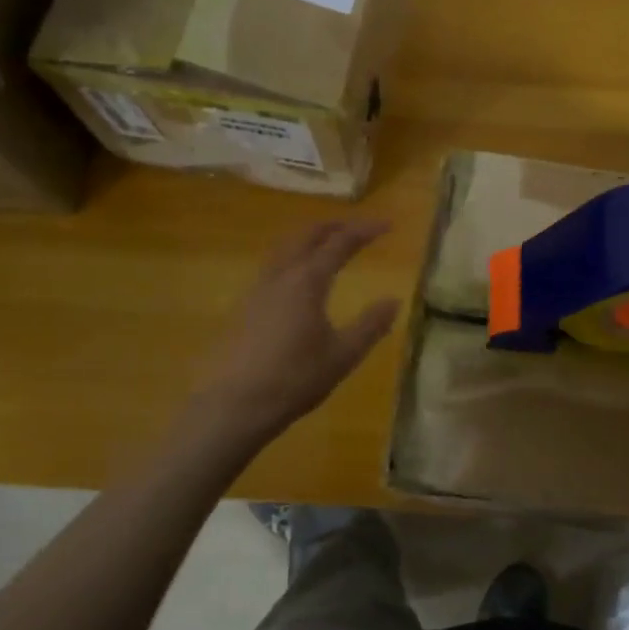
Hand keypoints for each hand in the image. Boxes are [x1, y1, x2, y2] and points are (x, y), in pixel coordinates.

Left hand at [195, 220, 400, 439]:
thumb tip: (393, 300)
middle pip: (305, 236)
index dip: (365, 230)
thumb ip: (370, 325)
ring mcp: (257, 291)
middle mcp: (280, 276)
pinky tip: (297, 282)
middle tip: (355, 227)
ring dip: (308, 240)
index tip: (388, 224)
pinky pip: (272, 269)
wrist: (235, 405)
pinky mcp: (244, 309)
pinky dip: (292, 259)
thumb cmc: (295, 379)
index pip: (340, 243)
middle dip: (333, 226)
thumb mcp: (343, 355)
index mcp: (307, 281)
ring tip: (326, 247)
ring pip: (284, 250)